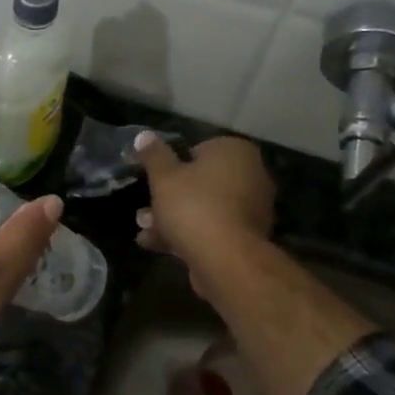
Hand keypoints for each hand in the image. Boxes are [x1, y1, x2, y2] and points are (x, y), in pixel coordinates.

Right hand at [135, 133, 274, 280]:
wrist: (225, 260)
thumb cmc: (193, 206)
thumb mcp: (164, 176)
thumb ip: (154, 155)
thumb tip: (144, 135)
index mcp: (235, 152)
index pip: (200, 149)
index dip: (174, 164)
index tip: (155, 178)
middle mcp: (251, 176)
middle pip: (201, 182)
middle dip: (169, 197)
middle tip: (145, 209)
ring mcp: (251, 210)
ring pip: (204, 208)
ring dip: (173, 218)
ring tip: (144, 229)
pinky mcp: (245, 238)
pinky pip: (212, 228)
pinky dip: (188, 234)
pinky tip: (157, 245)